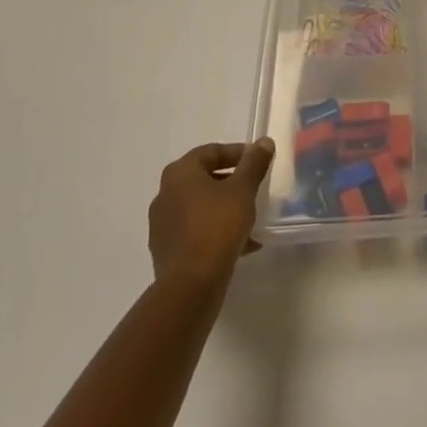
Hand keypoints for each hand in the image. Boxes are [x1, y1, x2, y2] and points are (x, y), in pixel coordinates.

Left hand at [147, 140, 274, 289]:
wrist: (191, 284)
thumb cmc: (218, 226)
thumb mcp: (243, 189)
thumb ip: (254, 163)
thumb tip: (263, 141)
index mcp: (180, 173)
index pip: (211, 152)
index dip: (237, 153)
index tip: (258, 162)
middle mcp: (165, 194)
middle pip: (204, 179)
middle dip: (232, 182)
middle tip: (255, 188)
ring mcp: (162, 225)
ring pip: (200, 207)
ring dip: (225, 208)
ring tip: (251, 218)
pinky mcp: (166, 251)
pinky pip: (195, 231)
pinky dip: (216, 231)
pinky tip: (241, 243)